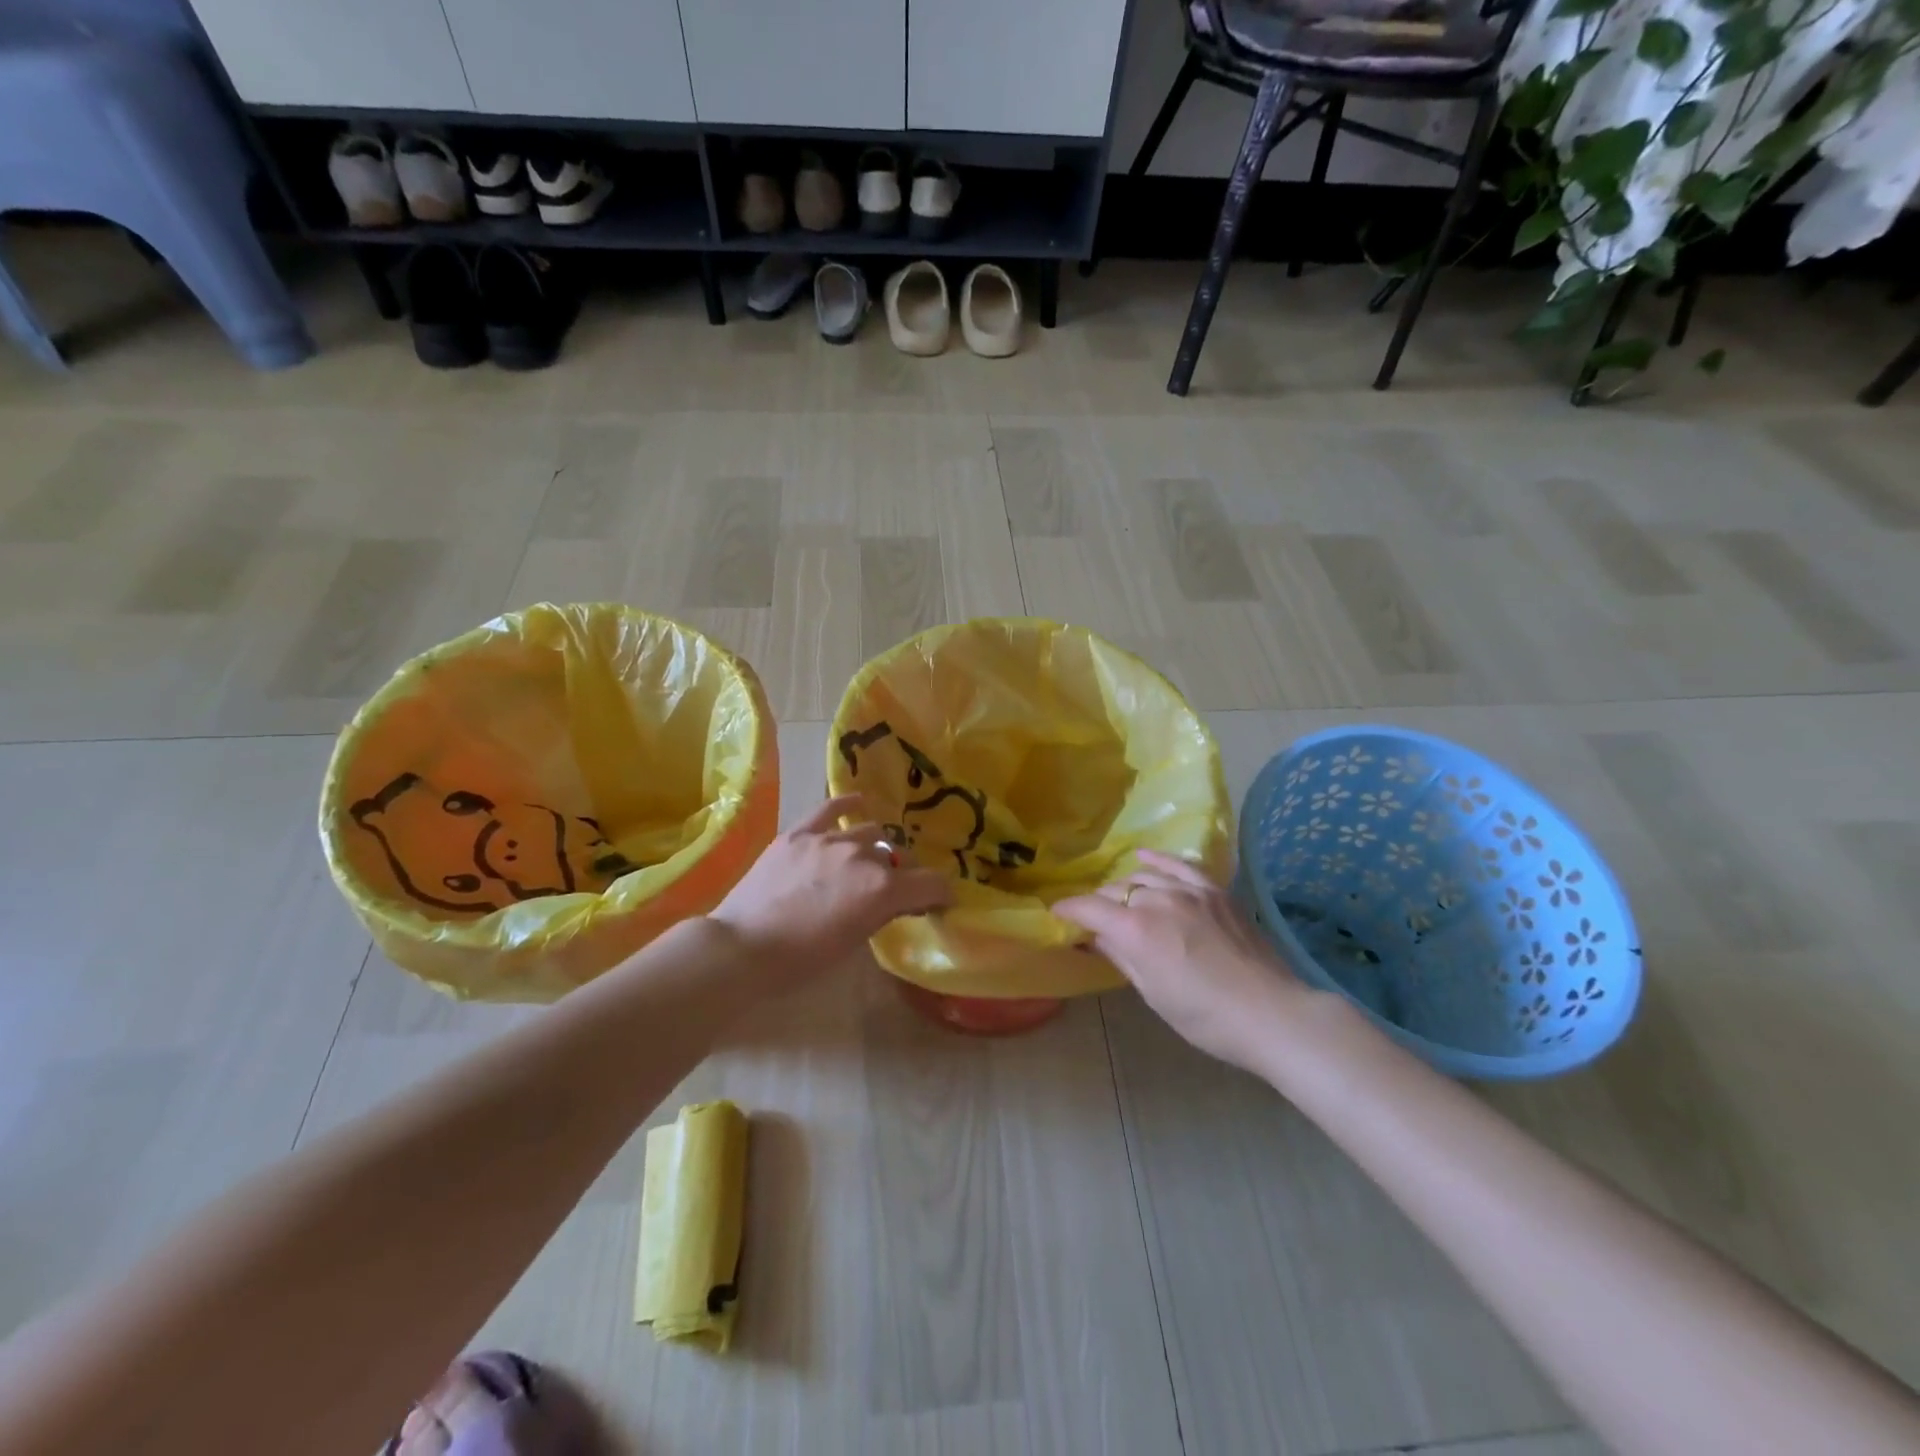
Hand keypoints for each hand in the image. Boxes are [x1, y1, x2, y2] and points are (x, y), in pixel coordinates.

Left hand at [708, 794, 952, 978]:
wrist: (742, 949)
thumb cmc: (801, 961)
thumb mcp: (853, 944)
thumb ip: (882, 914)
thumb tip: (899, 901)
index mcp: (882, 890)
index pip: (931, 883)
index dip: (941, 894)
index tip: (939, 904)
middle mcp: (863, 856)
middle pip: (899, 858)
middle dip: (904, 874)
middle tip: (895, 892)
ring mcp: (830, 839)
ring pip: (869, 833)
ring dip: (875, 850)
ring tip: (867, 863)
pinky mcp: (799, 833)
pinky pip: (830, 808)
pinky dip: (847, 804)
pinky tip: (856, 802)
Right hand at [1054, 850, 1304, 1071]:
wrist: (1271, 1013)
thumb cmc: (1205, 1017)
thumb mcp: (1153, 993)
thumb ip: (1120, 956)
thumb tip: (1094, 936)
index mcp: (1136, 929)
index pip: (1089, 908)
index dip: (1069, 911)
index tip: (1058, 915)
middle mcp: (1157, 899)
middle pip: (1115, 891)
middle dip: (1099, 905)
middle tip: (1094, 922)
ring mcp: (1189, 890)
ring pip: (1143, 878)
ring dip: (1126, 889)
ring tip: (1121, 901)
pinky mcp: (1214, 890)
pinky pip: (1179, 865)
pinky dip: (1158, 861)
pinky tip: (1144, 858)